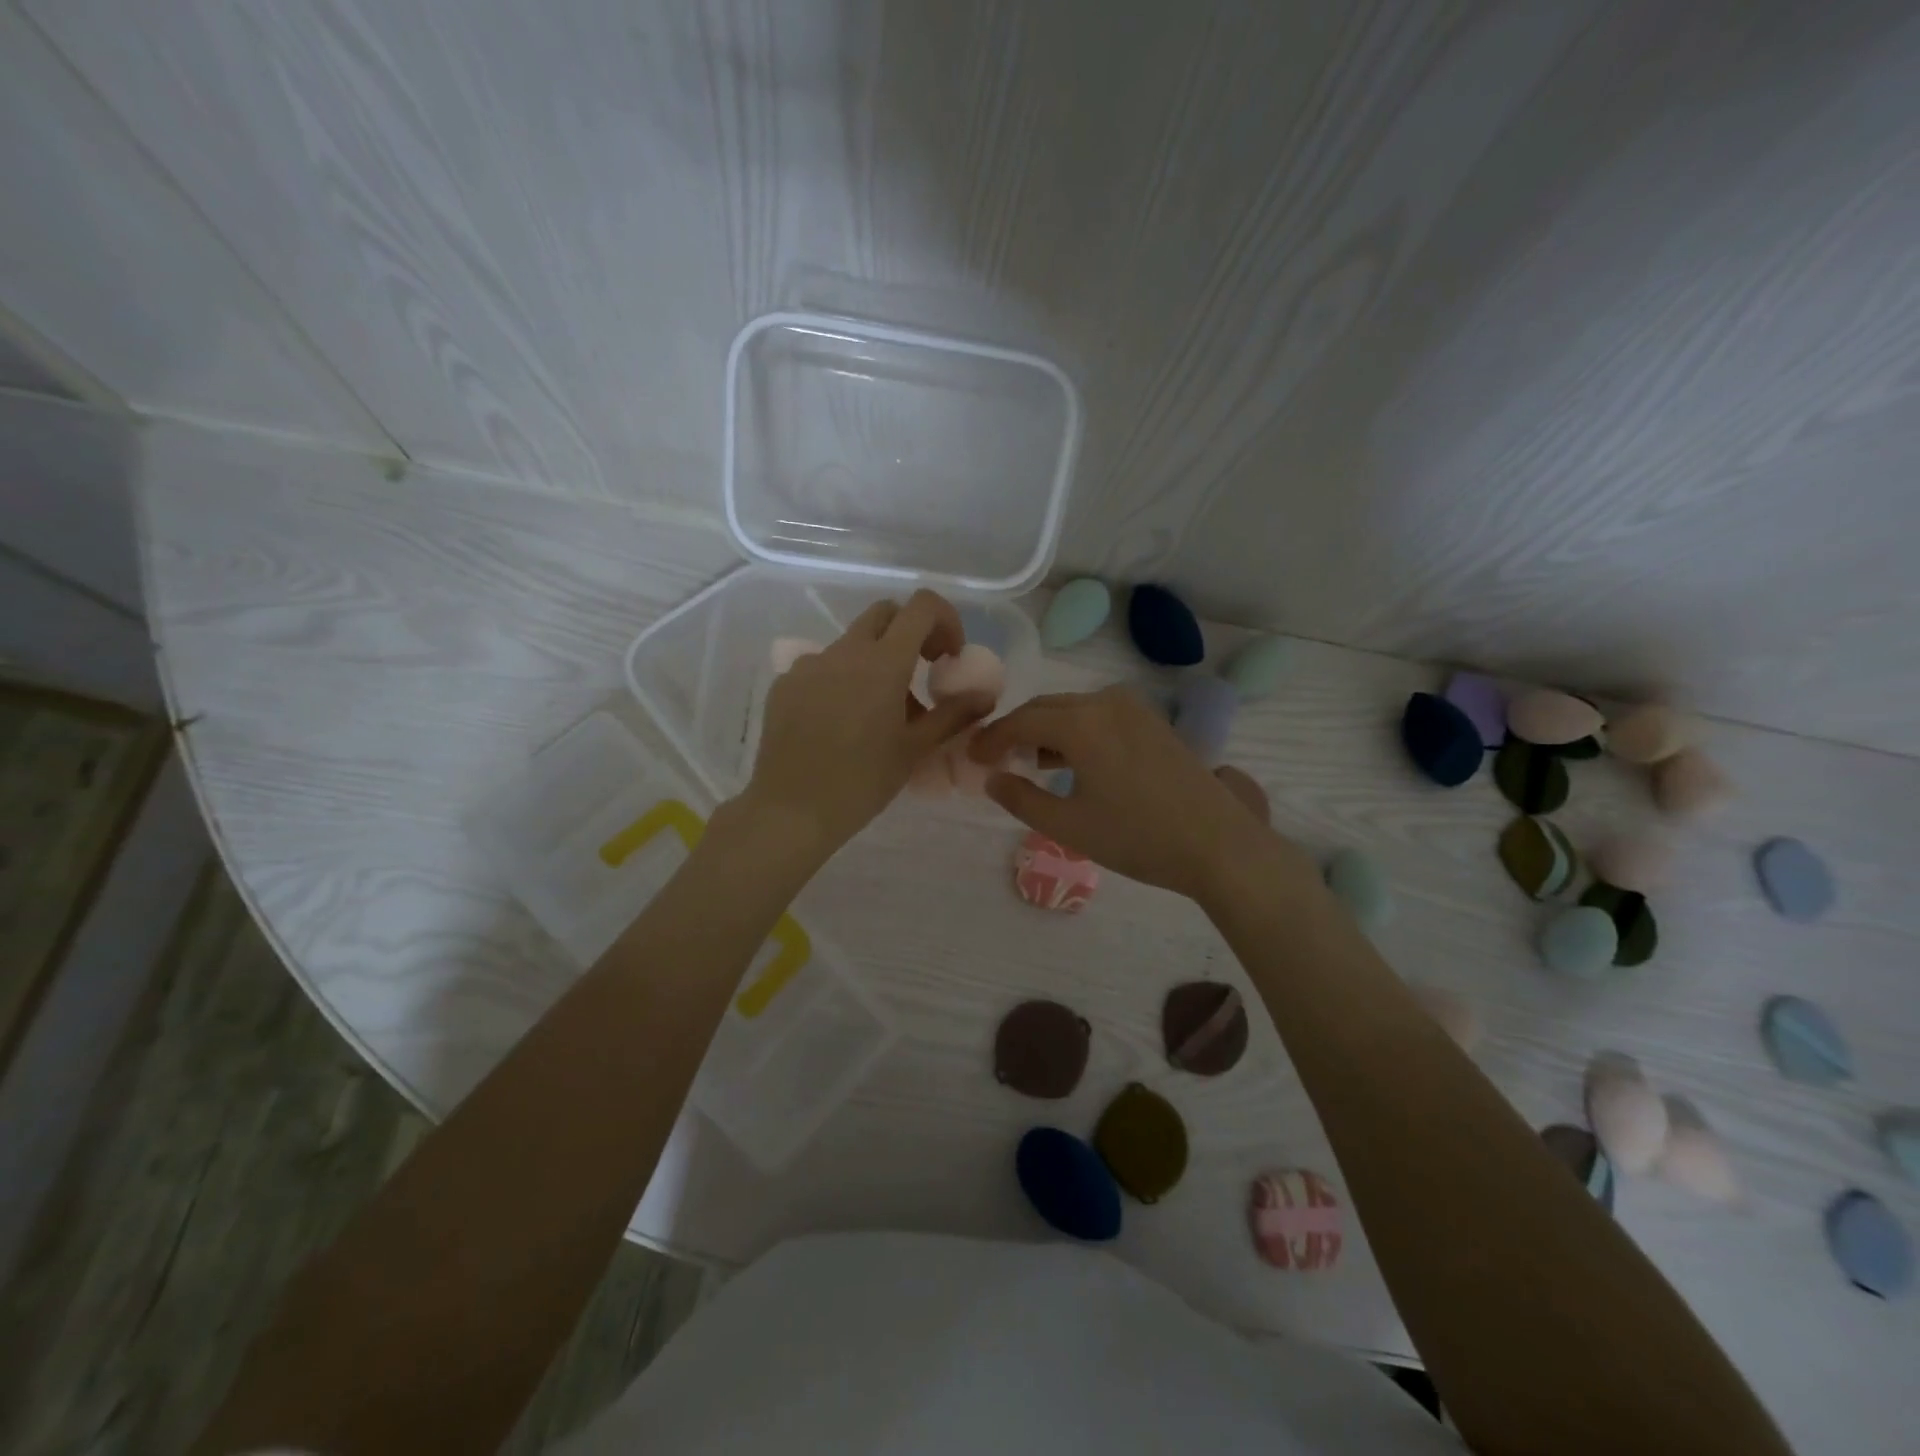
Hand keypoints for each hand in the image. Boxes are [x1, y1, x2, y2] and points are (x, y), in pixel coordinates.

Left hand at [741, 590, 992, 853]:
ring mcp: (809, 664)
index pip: (921, 606)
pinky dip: (843, 680)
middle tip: (921, 672)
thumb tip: (984, 696)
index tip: (949, 657)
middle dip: (910, 632)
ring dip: (876, 660)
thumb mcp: (915, 749)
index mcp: (882, 662)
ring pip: (852, 643)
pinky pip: (823, 667)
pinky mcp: (785, 683)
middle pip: (885, 614)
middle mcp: (844, 651)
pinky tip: (841, 723)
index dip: (945, 620)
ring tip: (880, 711)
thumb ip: (953, 715)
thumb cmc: (862, 781)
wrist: (791, 810)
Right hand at [968, 685, 1285, 900]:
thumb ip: (1022, 800)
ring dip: (1045, 731)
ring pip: (1072, 709)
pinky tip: (1068, 762)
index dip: (991, 739)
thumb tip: (992, 779)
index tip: (971, 758)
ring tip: (1027, 764)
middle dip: (1016, 731)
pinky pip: (1097, 716)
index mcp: (1080, 722)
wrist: (1217, 843)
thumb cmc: (1137, 837)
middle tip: (993, 759)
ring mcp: (1133, 708)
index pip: (1020, 721)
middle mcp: (1105, 702)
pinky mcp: (1151, 721)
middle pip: (1045, 708)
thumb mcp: (1069, 826)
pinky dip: (1074, 732)